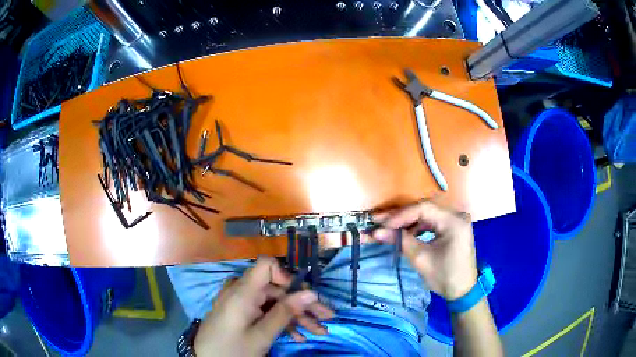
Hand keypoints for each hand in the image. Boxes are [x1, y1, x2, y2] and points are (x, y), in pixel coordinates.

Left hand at [194, 257, 333, 356]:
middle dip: (302, 304)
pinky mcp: (241, 315)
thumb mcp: (262, 335)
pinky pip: (264, 313)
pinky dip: (281, 323)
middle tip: (326, 318)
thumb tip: (311, 292)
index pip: (266, 265)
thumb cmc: (233, 349)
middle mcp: (242, 293)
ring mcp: (241, 305)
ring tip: (319, 331)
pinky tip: (298, 337)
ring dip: (296, 317)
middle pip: (276, 289)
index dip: (286, 276)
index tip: (303, 295)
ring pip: (274, 304)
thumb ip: (285, 312)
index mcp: (243, 291)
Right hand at [372, 201, 477, 300]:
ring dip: (408, 222)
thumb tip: (376, 232)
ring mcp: (456, 220)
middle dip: (401, 217)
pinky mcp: (453, 227)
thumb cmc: (445, 277)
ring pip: (427, 215)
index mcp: (454, 221)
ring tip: (388, 228)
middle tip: (379, 221)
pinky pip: (432, 222)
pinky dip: (417, 227)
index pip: (423, 209)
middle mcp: (457, 215)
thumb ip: (400, 241)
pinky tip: (405, 234)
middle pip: (424, 209)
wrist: (463, 291)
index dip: (400, 216)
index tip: (382, 225)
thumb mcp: (421, 259)